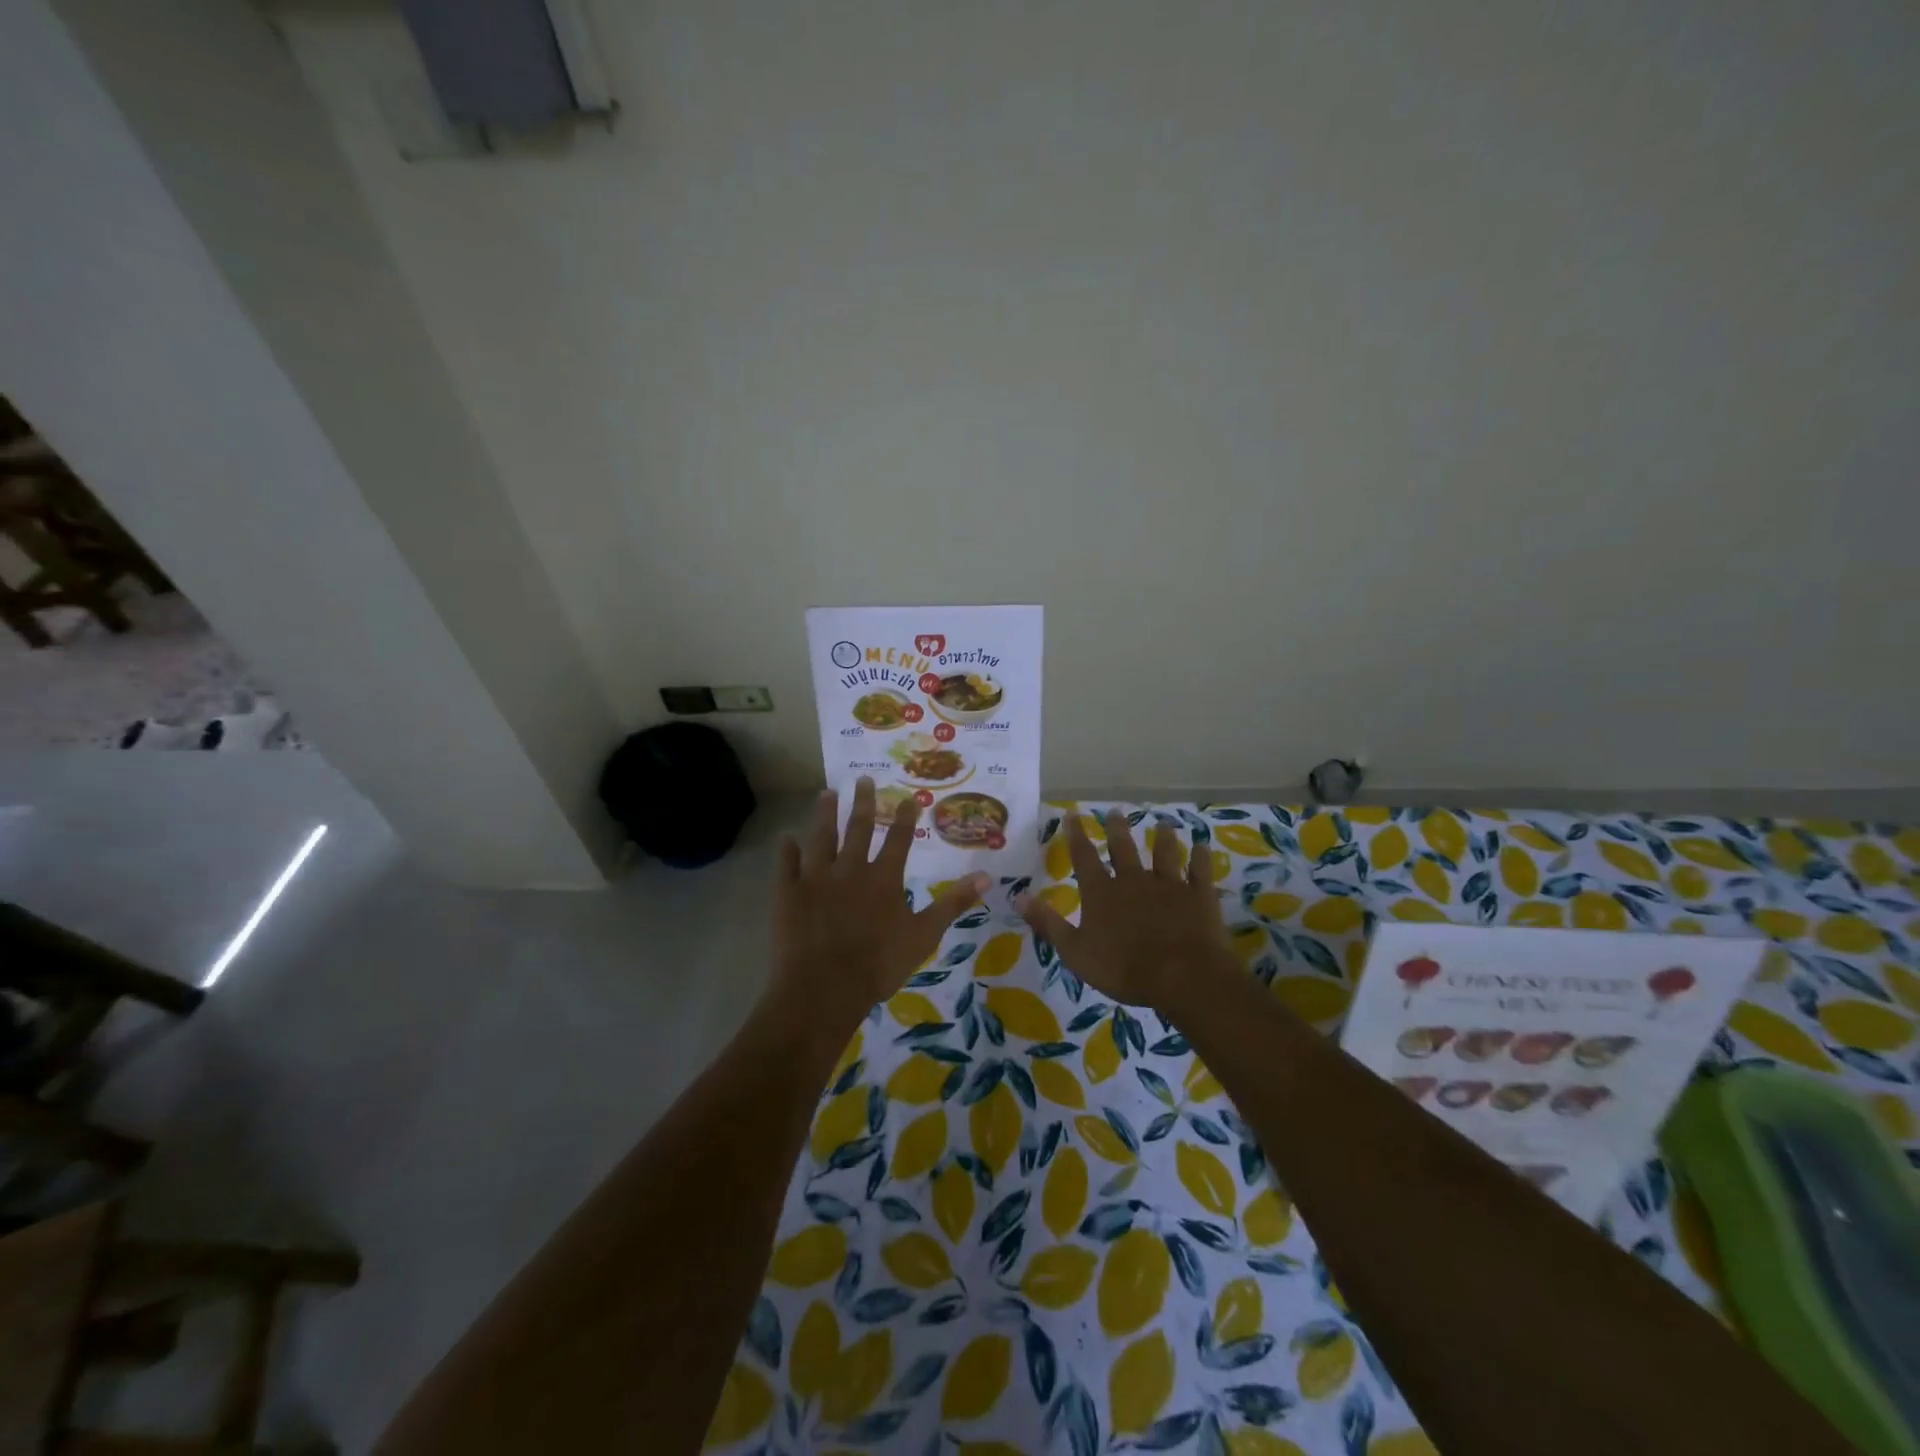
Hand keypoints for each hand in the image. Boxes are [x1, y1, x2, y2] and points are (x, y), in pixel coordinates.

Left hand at [769, 778, 988, 1037]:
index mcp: (883, 878)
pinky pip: (787, 865)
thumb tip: (986, 876)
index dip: (904, 818)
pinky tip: (786, 837)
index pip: (898, 839)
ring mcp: (816, 878)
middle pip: (857, 828)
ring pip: (821, 837)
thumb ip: (953, 903)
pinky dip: (787, 850)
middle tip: (862, 778)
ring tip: (826, 793)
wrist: (824, 987)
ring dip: (824, 814)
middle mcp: (850, 868)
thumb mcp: (925, 935)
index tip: (907, 797)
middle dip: (862, 802)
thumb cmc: (879, 964)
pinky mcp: (789, 892)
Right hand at [1020, 809, 1236, 1014]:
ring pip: (1165, 854)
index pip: (1084, 857)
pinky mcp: (1198, 896)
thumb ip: (1048, 923)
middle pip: (1124, 848)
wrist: (1182, 976)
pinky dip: (1201, 858)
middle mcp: (1134, 880)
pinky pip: (1200, 871)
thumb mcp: (1075, 952)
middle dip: (1117, 829)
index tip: (1073, 814)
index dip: (1077, 835)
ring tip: (1163, 824)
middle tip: (1114, 812)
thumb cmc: (1123, 968)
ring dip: (1163, 838)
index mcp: (1102, 892)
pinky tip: (1202, 846)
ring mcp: (1169, 885)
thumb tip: (1018, 897)